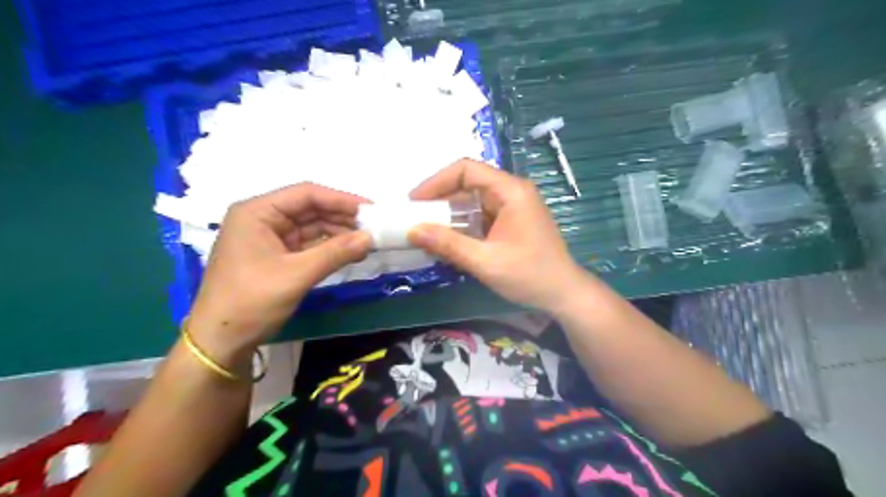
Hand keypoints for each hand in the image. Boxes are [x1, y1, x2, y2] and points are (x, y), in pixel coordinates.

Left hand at [188, 182, 370, 363]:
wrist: (221, 341)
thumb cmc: (251, 301)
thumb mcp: (297, 274)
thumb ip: (335, 253)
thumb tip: (371, 238)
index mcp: (257, 212)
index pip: (306, 194)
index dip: (340, 199)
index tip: (370, 209)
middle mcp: (263, 219)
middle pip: (310, 209)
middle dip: (342, 218)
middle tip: (374, 227)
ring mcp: (270, 238)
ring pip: (312, 227)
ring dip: (338, 233)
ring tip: (367, 242)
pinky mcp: (277, 256)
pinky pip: (308, 244)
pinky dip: (329, 247)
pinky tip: (351, 252)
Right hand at [409, 159, 590, 313]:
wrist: (564, 294)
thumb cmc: (530, 275)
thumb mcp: (485, 261)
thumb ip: (448, 244)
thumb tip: (413, 230)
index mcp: (511, 191)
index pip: (466, 169)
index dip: (436, 181)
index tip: (415, 201)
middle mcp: (512, 191)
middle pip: (469, 183)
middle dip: (440, 199)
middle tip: (416, 217)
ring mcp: (513, 206)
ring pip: (473, 200)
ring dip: (449, 213)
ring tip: (426, 230)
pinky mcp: (512, 221)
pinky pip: (481, 215)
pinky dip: (462, 225)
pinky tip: (448, 240)